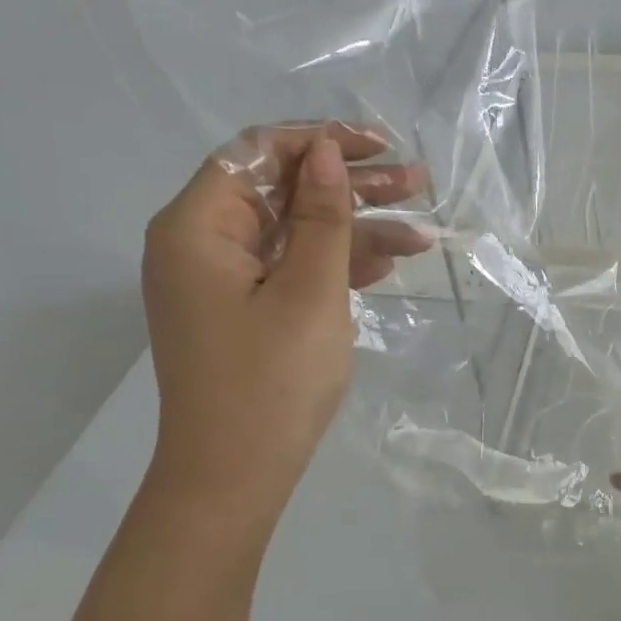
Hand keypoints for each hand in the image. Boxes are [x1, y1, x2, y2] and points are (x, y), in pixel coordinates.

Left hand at [141, 122, 429, 507]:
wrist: (235, 478)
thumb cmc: (271, 383)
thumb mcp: (310, 293)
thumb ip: (324, 218)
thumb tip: (327, 152)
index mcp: (198, 227)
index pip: (258, 154)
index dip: (321, 142)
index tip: (381, 147)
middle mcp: (202, 243)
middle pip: (281, 191)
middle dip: (351, 186)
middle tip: (418, 182)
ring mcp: (223, 280)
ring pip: (295, 231)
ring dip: (355, 228)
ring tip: (423, 232)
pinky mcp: (244, 310)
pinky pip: (292, 269)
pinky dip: (336, 264)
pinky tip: (387, 264)